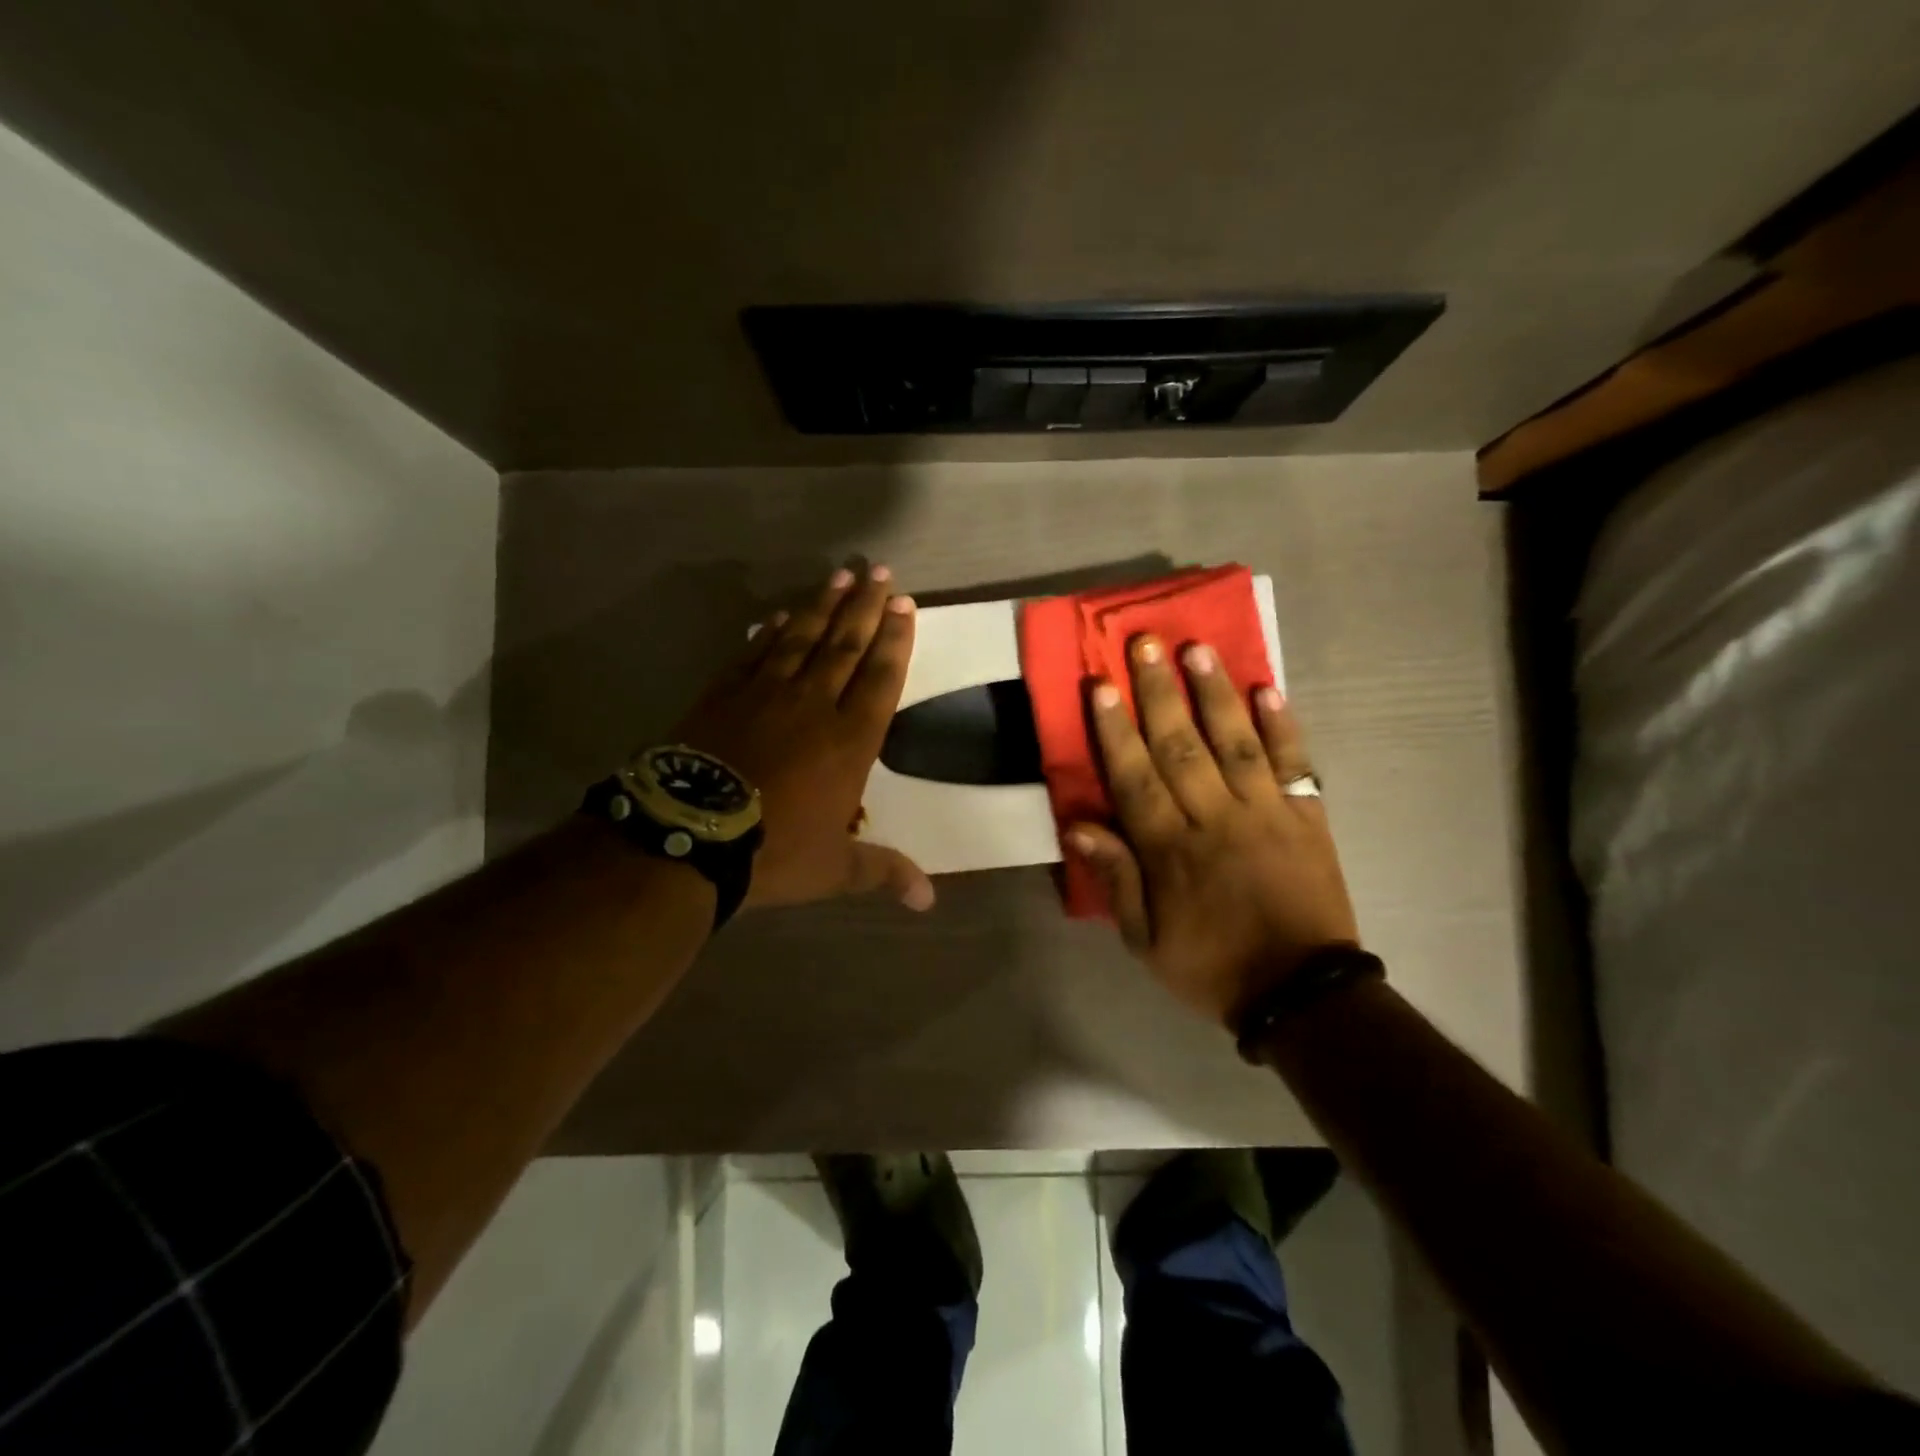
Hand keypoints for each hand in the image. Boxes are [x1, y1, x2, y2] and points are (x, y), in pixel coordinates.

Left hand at [672, 564, 933, 911]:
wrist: (689, 836)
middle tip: (878, 572)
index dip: (896, 639)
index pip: (882, 677)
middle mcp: (814, 705)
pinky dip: (771, 633)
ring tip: (839, 576)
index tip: (905, 605)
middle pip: (846, 644)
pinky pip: (755, 654)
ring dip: (823, 606)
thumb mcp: (834, 869)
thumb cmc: (773, 851)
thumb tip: (929, 901)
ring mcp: (766, 694)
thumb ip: (883, 872)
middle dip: (866, 607)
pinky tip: (778, 616)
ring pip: (802, 638)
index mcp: (851, 740)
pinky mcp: (724, 694)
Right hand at [1067, 636, 1359, 1027]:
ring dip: (1215, 693)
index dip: (1116, 730)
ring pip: (1235, 742)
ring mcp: (1266, 813)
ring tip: (1198, 649)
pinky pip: (1295, 764)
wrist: (1302, 994)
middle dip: (1160, 693)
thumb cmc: (1212, 966)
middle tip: (1144, 643)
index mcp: (1171, 849)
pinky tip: (1269, 688)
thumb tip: (1077, 827)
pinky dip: (1283, 726)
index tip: (1101, 685)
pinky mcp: (1307, 817)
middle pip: (1181, 746)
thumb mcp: (1145, 941)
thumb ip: (1116, 879)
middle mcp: (1216, 819)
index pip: (1136, 778)